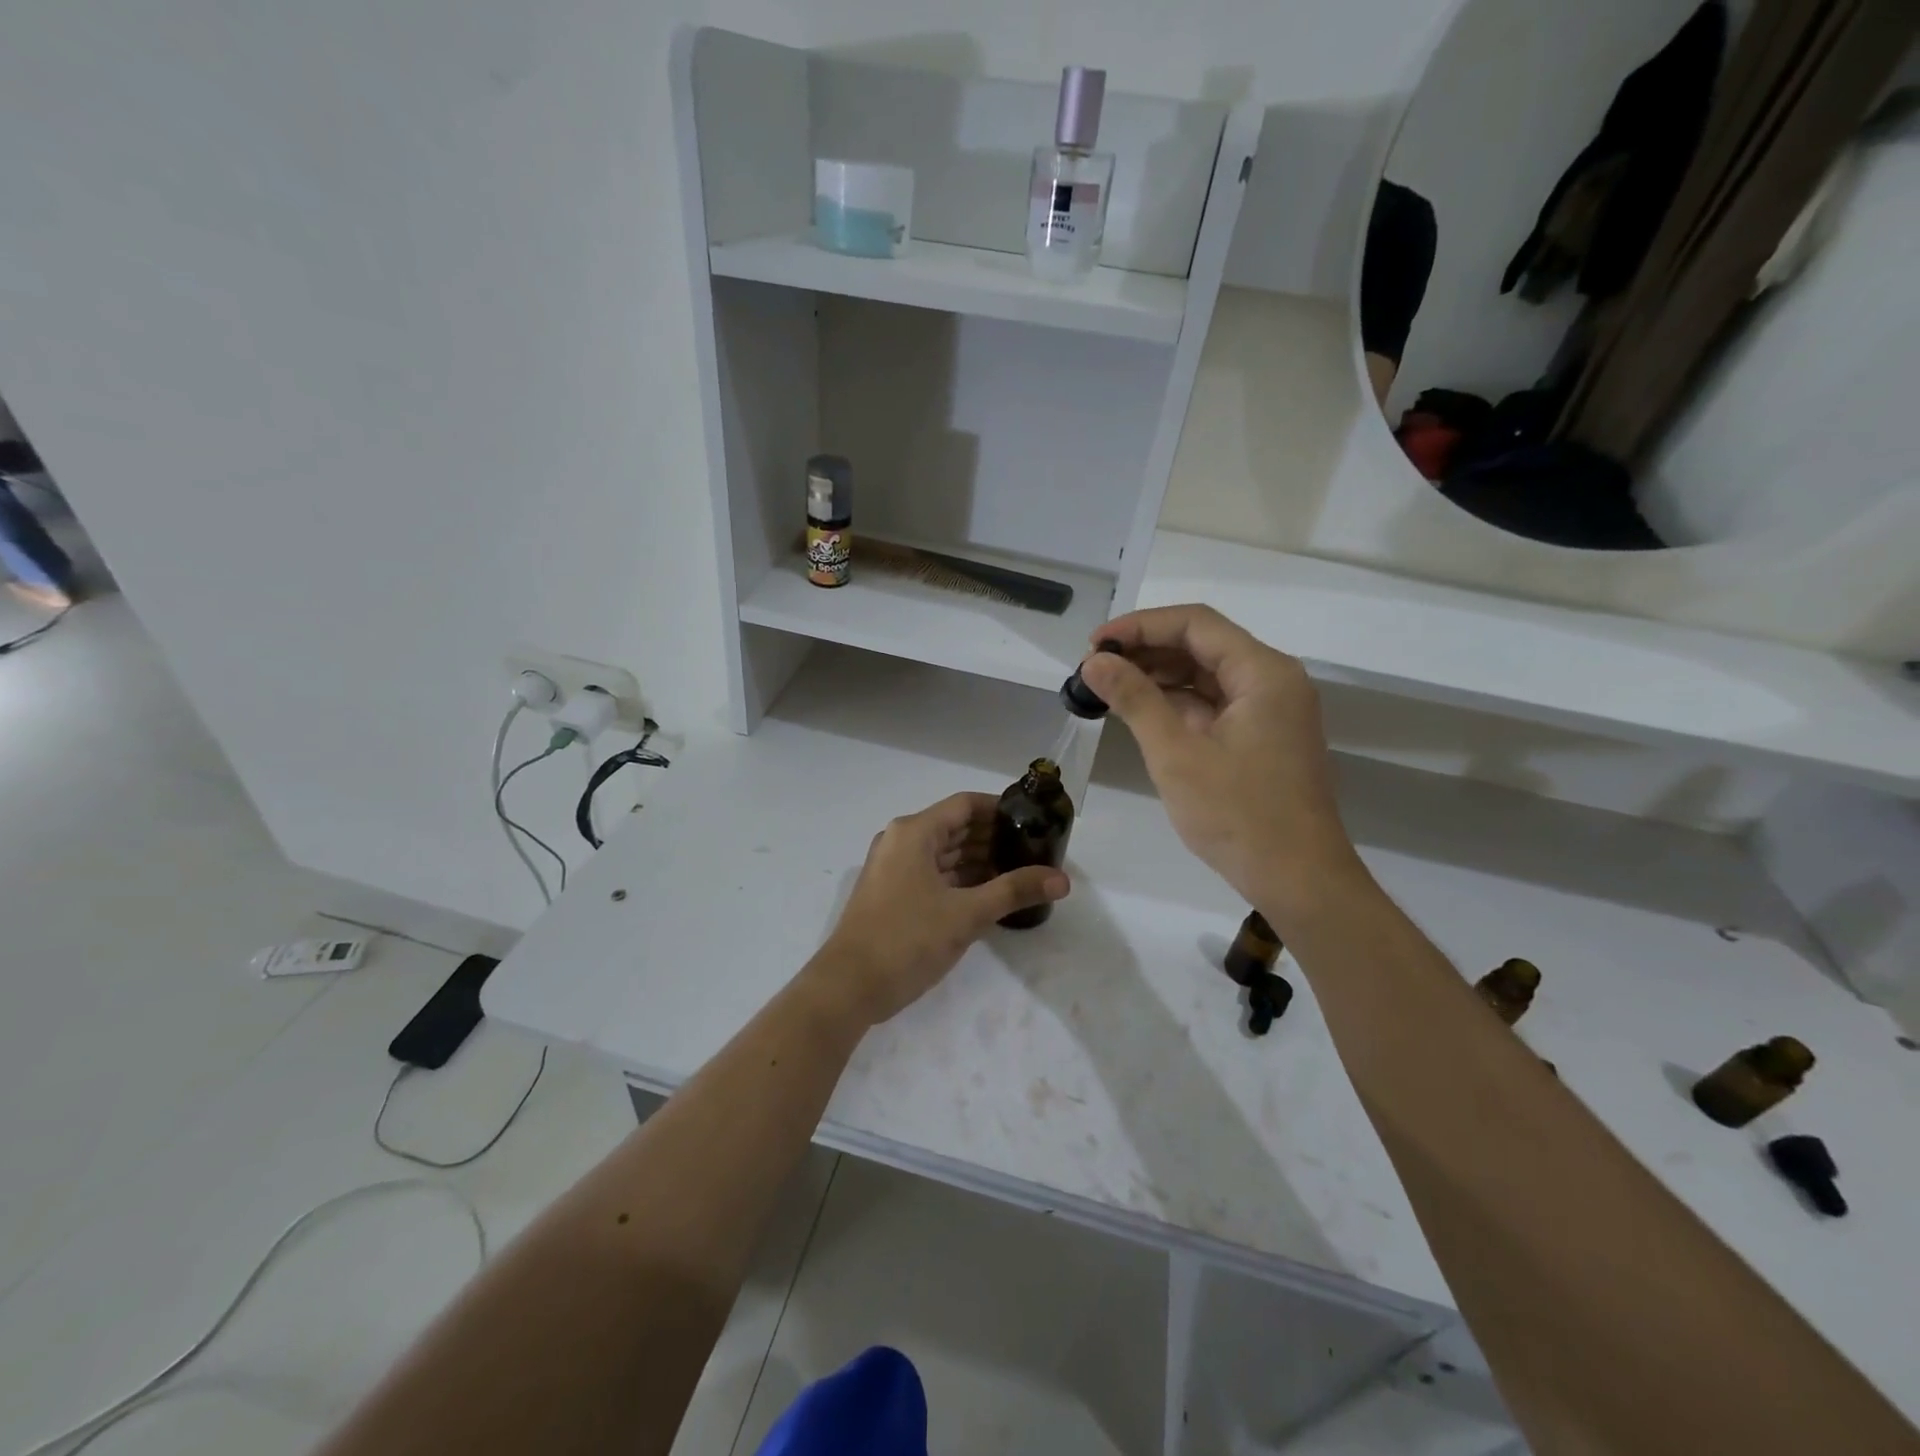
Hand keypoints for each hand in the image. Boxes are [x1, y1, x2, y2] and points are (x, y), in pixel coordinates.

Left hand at [812, 793, 1069, 1025]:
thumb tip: (1062, 879)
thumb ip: (1014, 890)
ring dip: (979, 861)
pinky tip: (990, 894)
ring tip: (1020, 873)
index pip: (966, 804)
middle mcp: (901, 840)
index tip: (1034, 821)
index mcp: (914, 832)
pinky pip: (933, 873)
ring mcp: (893, 867)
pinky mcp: (892, 892)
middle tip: (1035, 851)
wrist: (848, 987)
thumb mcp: (967, 914)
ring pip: (945, 853)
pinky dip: (960, 879)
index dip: (1001, 809)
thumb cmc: (907, 939)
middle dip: (994, 838)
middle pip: (956, 827)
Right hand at [1079, 605, 1362, 914]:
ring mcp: (1269, 711)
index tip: (1095, 645)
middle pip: (1202, 645)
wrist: (1299, 881)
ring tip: (1107, 688)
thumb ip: (1135, 699)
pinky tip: (1138, 712)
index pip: (1195, 624)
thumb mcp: (1176, 754)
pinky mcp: (1261, 737)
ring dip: (1158, 677)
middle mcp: (1272, 681)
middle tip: (1094, 669)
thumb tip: (1094, 662)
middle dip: (1145, 650)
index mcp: (1263, 673)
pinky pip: (1213, 704)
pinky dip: (1176, 704)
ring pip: (1206, 675)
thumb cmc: (1239, 815)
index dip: (1139, 626)